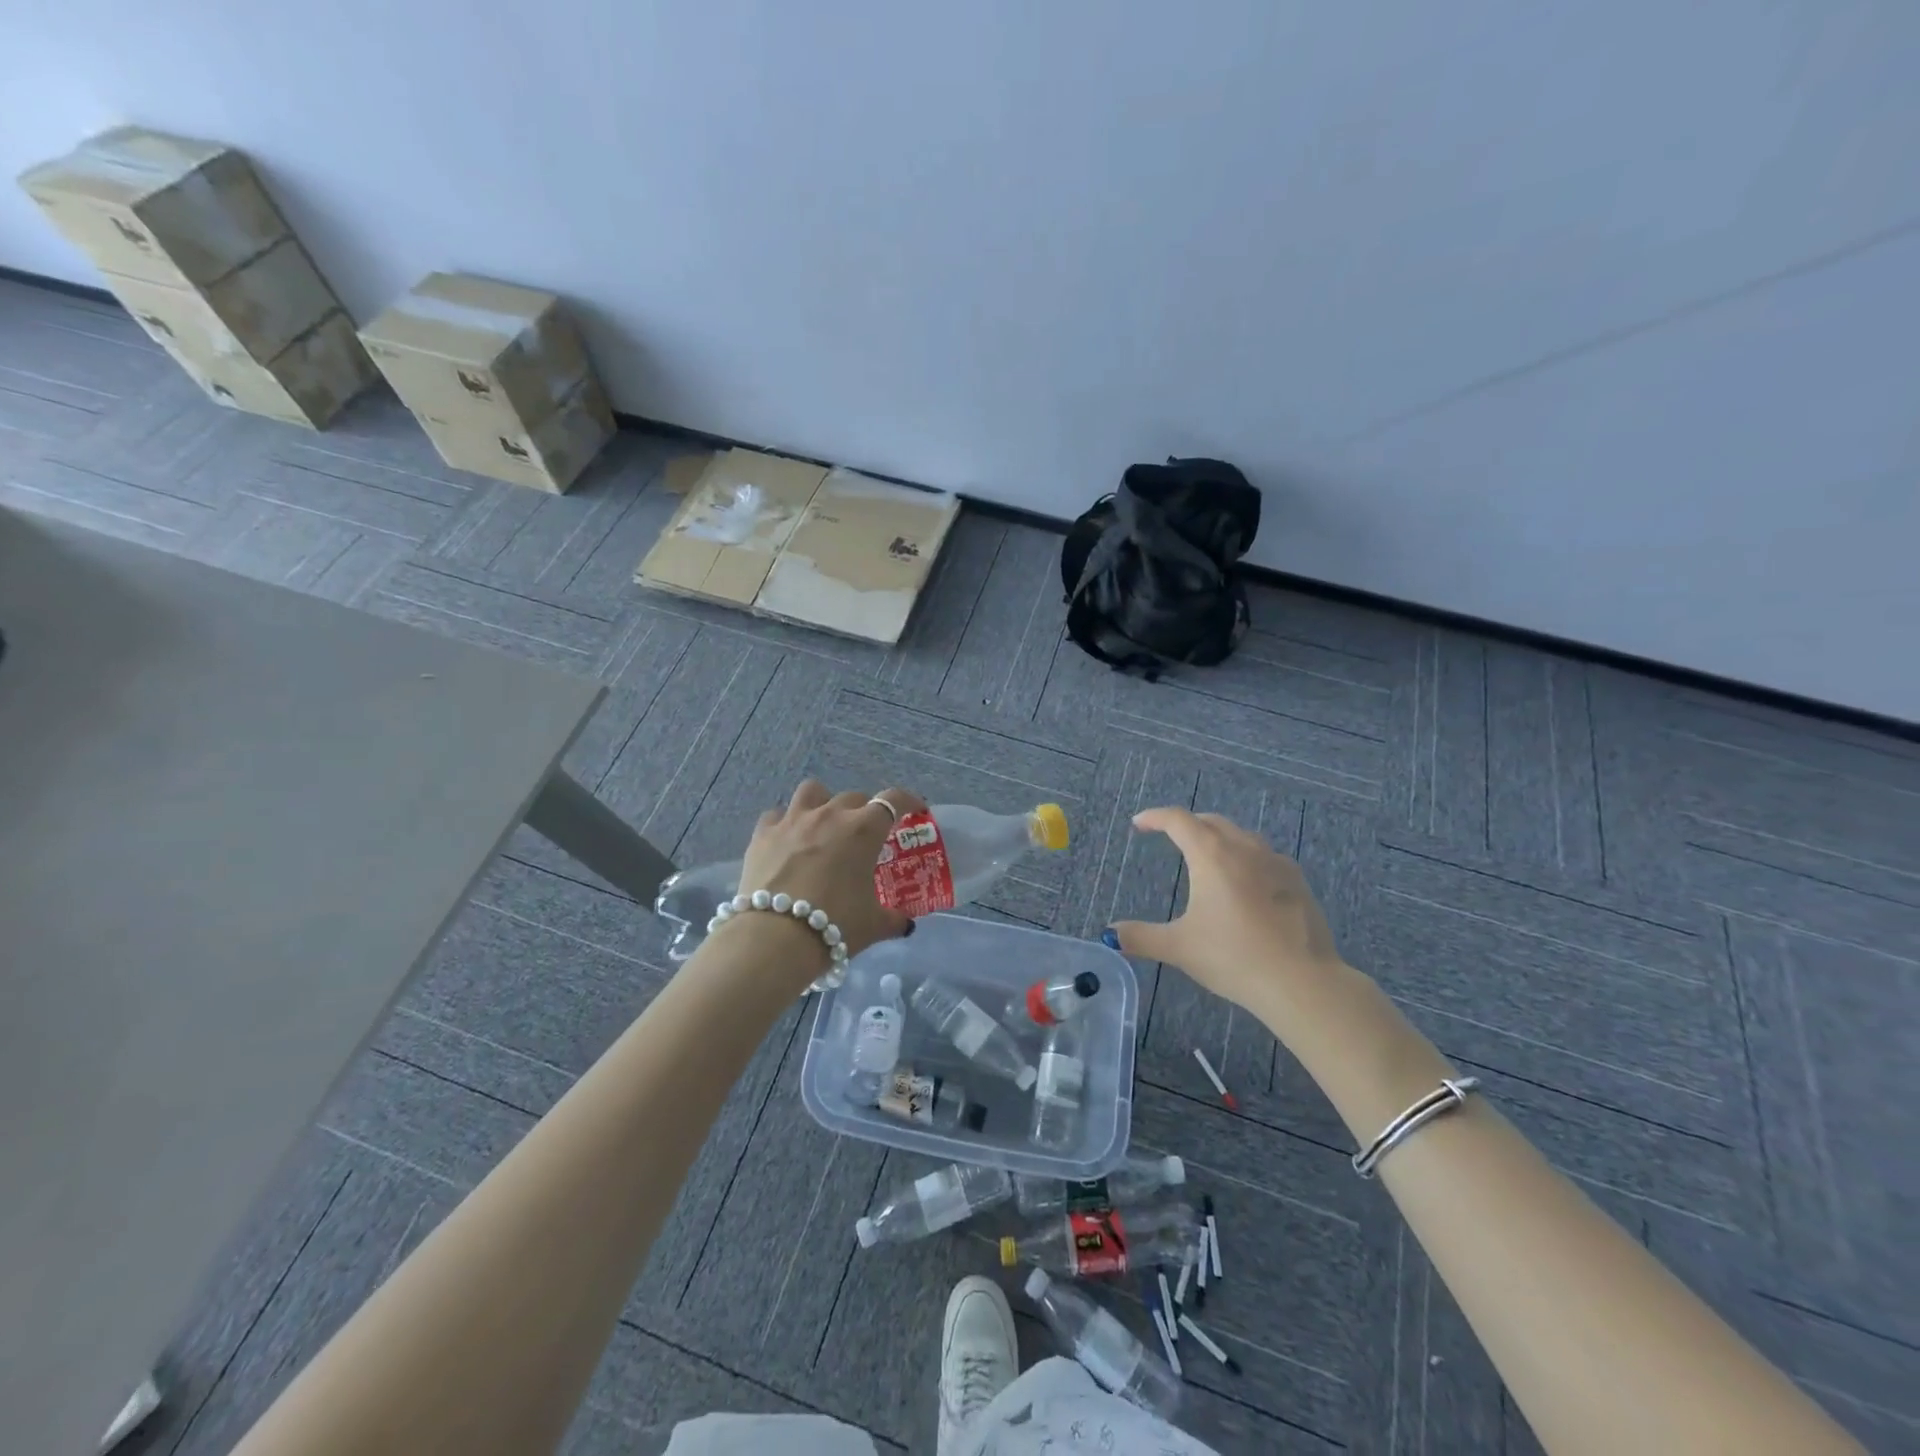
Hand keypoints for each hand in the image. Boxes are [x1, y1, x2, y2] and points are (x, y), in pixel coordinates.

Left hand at [722, 780, 926, 980]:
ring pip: (812, 791)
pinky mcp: (763, 834)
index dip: (908, 801)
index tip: (915, 810)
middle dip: (864, 810)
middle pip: (854, 796)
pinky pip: (776, 815)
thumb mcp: (873, 925)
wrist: (775, 937)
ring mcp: (793, 820)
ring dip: (823, 802)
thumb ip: (893, 919)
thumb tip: (905, 924)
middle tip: (865, 833)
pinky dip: (785, 823)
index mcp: (863, 831)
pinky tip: (787, 840)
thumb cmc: (835, 925)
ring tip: (823, 823)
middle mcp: (830, 815)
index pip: (894, 801)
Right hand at [1109, 807, 1344, 1013]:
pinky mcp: (1298, 882)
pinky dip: (1246, 857)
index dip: (1155, 818)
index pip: (1178, 820)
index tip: (1139, 824)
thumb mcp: (1179, 948)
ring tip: (1208, 856)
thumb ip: (1141, 937)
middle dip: (1187, 824)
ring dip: (1219, 837)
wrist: (1302, 982)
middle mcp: (1244, 848)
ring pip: (1241, 836)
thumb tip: (1109, 934)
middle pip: (1211, 822)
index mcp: (1212, 855)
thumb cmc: (1234, 957)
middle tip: (1170, 836)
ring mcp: (1276, 863)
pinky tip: (1247, 883)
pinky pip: (1265, 856)